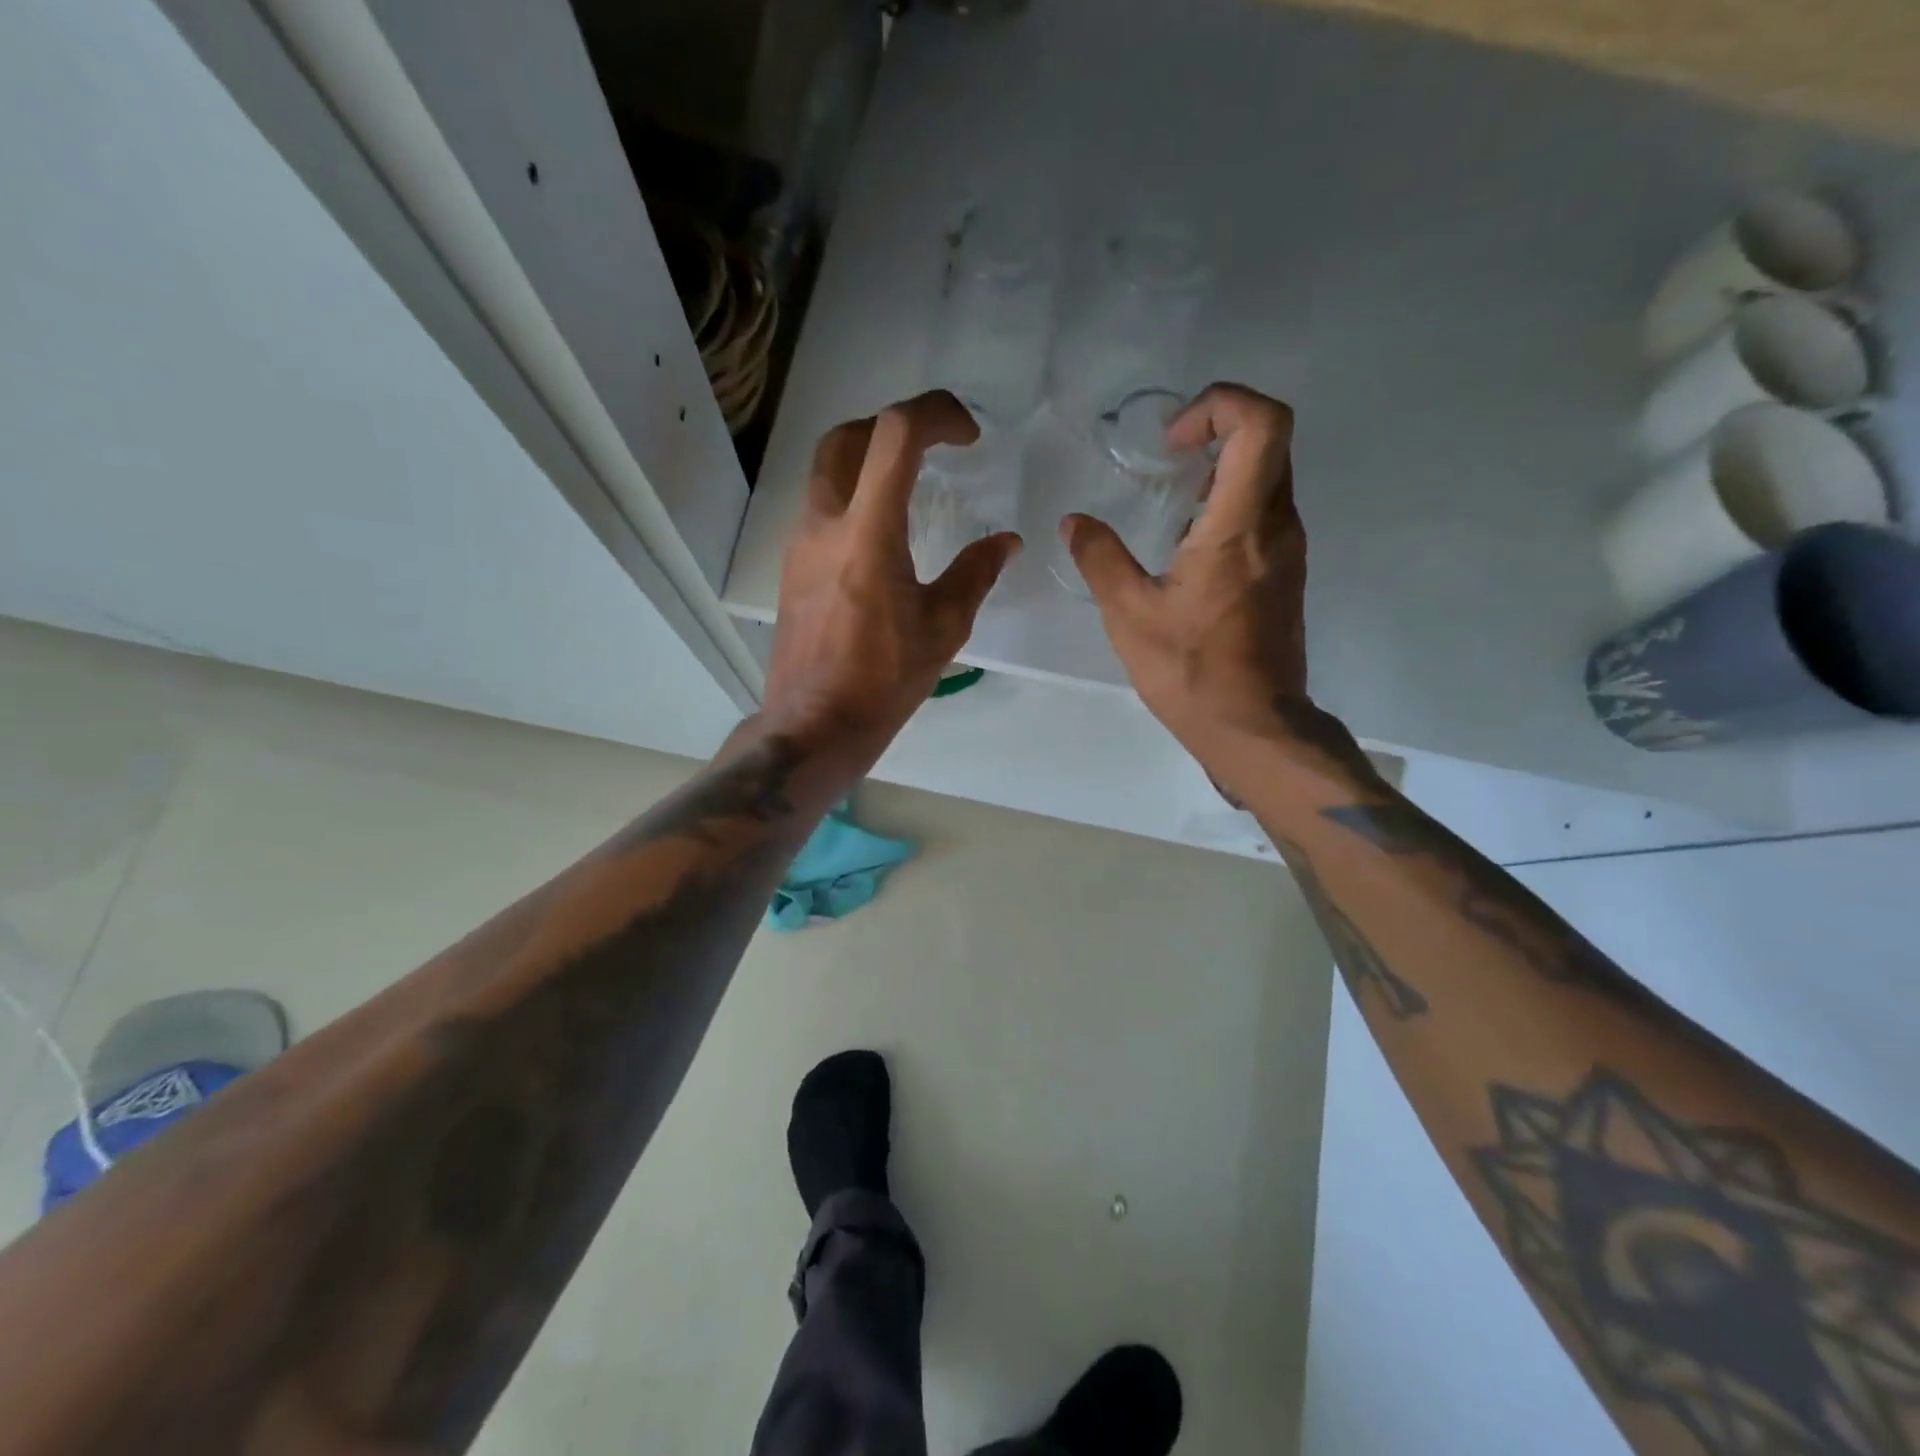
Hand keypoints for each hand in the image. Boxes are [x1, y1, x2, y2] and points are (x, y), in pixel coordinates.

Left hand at [762, 391, 1020, 760]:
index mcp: (868, 532)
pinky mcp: (791, 566)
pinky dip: (852, 496)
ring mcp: (799, 543)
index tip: (968, 436)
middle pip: (846, 437)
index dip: (936, 414)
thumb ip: (975, 574)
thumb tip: (1006, 542)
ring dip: (867, 459)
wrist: (815, 723)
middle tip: (932, 448)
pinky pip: (820, 508)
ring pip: (826, 470)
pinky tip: (880, 536)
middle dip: (893, 426)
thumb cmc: (883, 680)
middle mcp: (824, 523)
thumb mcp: (943, 627)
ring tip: (909, 486)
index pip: (896, 435)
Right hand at [1062, 383, 1345, 769]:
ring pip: (1270, 476)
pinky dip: (1230, 504)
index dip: (1220, 405)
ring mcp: (1289, 550)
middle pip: (1270, 440)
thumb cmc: (1191, 671)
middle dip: (1216, 431)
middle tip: (1166, 459)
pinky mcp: (1286, 574)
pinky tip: (1187, 545)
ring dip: (1222, 469)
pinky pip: (1266, 512)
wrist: (1254, 726)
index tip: (1172, 441)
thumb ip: (1100, 558)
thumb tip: (1074, 522)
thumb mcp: (1129, 615)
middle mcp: (1278, 526)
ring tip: (1170, 503)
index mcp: (1240, 526)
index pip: (1262, 423)